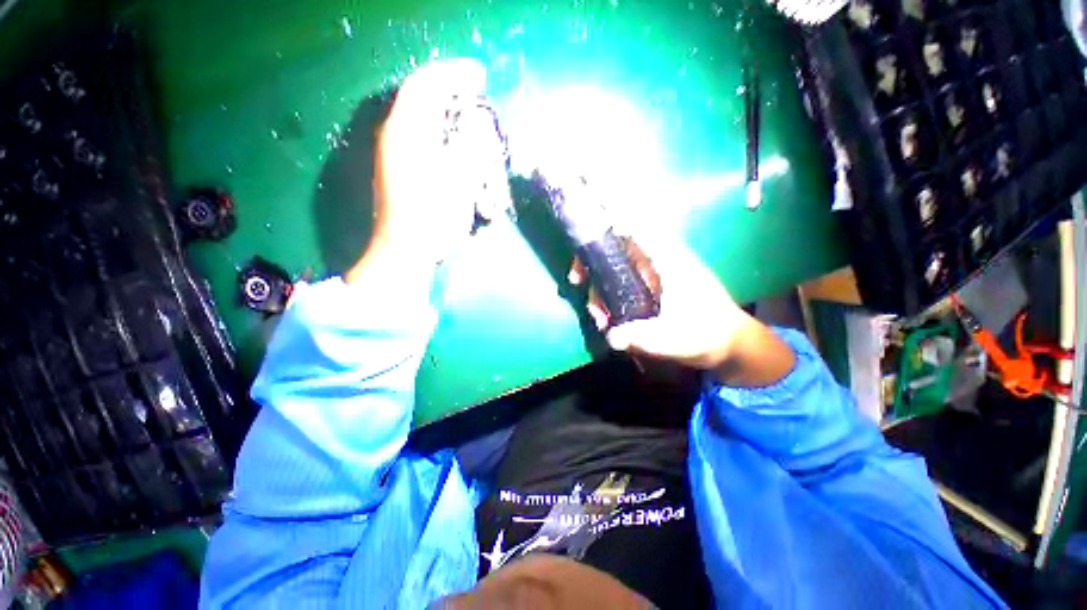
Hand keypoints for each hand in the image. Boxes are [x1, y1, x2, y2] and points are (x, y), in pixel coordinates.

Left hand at [351, 58, 508, 282]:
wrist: (404, 251)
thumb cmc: (433, 218)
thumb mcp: (459, 180)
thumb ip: (469, 145)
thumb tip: (475, 125)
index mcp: (406, 131)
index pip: (426, 83)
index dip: (453, 73)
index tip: (480, 75)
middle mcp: (394, 135)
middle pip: (421, 98)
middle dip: (450, 93)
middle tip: (476, 97)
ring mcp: (392, 154)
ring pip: (420, 120)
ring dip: (447, 117)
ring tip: (470, 123)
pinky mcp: (397, 171)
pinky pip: (420, 140)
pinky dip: (441, 137)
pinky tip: (457, 151)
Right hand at [569, 237, 751, 369]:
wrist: (728, 344)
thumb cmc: (707, 334)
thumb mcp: (676, 338)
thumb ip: (643, 337)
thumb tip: (611, 337)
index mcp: (667, 260)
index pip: (634, 228)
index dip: (607, 222)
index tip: (583, 235)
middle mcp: (656, 262)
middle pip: (615, 249)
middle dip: (591, 264)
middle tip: (576, 282)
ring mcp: (651, 276)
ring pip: (614, 270)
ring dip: (599, 289)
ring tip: (600, 319)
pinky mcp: (649, 290)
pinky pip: (620, 285)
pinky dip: (608, 298)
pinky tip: (607, 320)